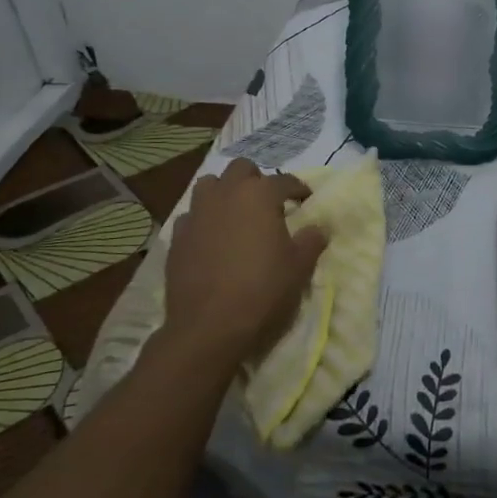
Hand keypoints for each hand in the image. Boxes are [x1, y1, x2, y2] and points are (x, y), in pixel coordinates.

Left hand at [162, 159, 327, 372]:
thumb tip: (319, 227)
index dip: (298, 189)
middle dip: (256, 180)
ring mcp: (197, 214)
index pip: (284, 180)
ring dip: (224, 192)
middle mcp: (226, 195)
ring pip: (209, 185)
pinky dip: (203, 220)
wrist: (209, 328)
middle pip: (241, 169)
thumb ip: (312, 241)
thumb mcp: (300, 267)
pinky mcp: (177, 238)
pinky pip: (191, 216)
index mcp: (259, 195)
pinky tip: (211, 240)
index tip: (306, 200)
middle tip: (268, 203)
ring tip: (236, 214)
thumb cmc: (263, 291)